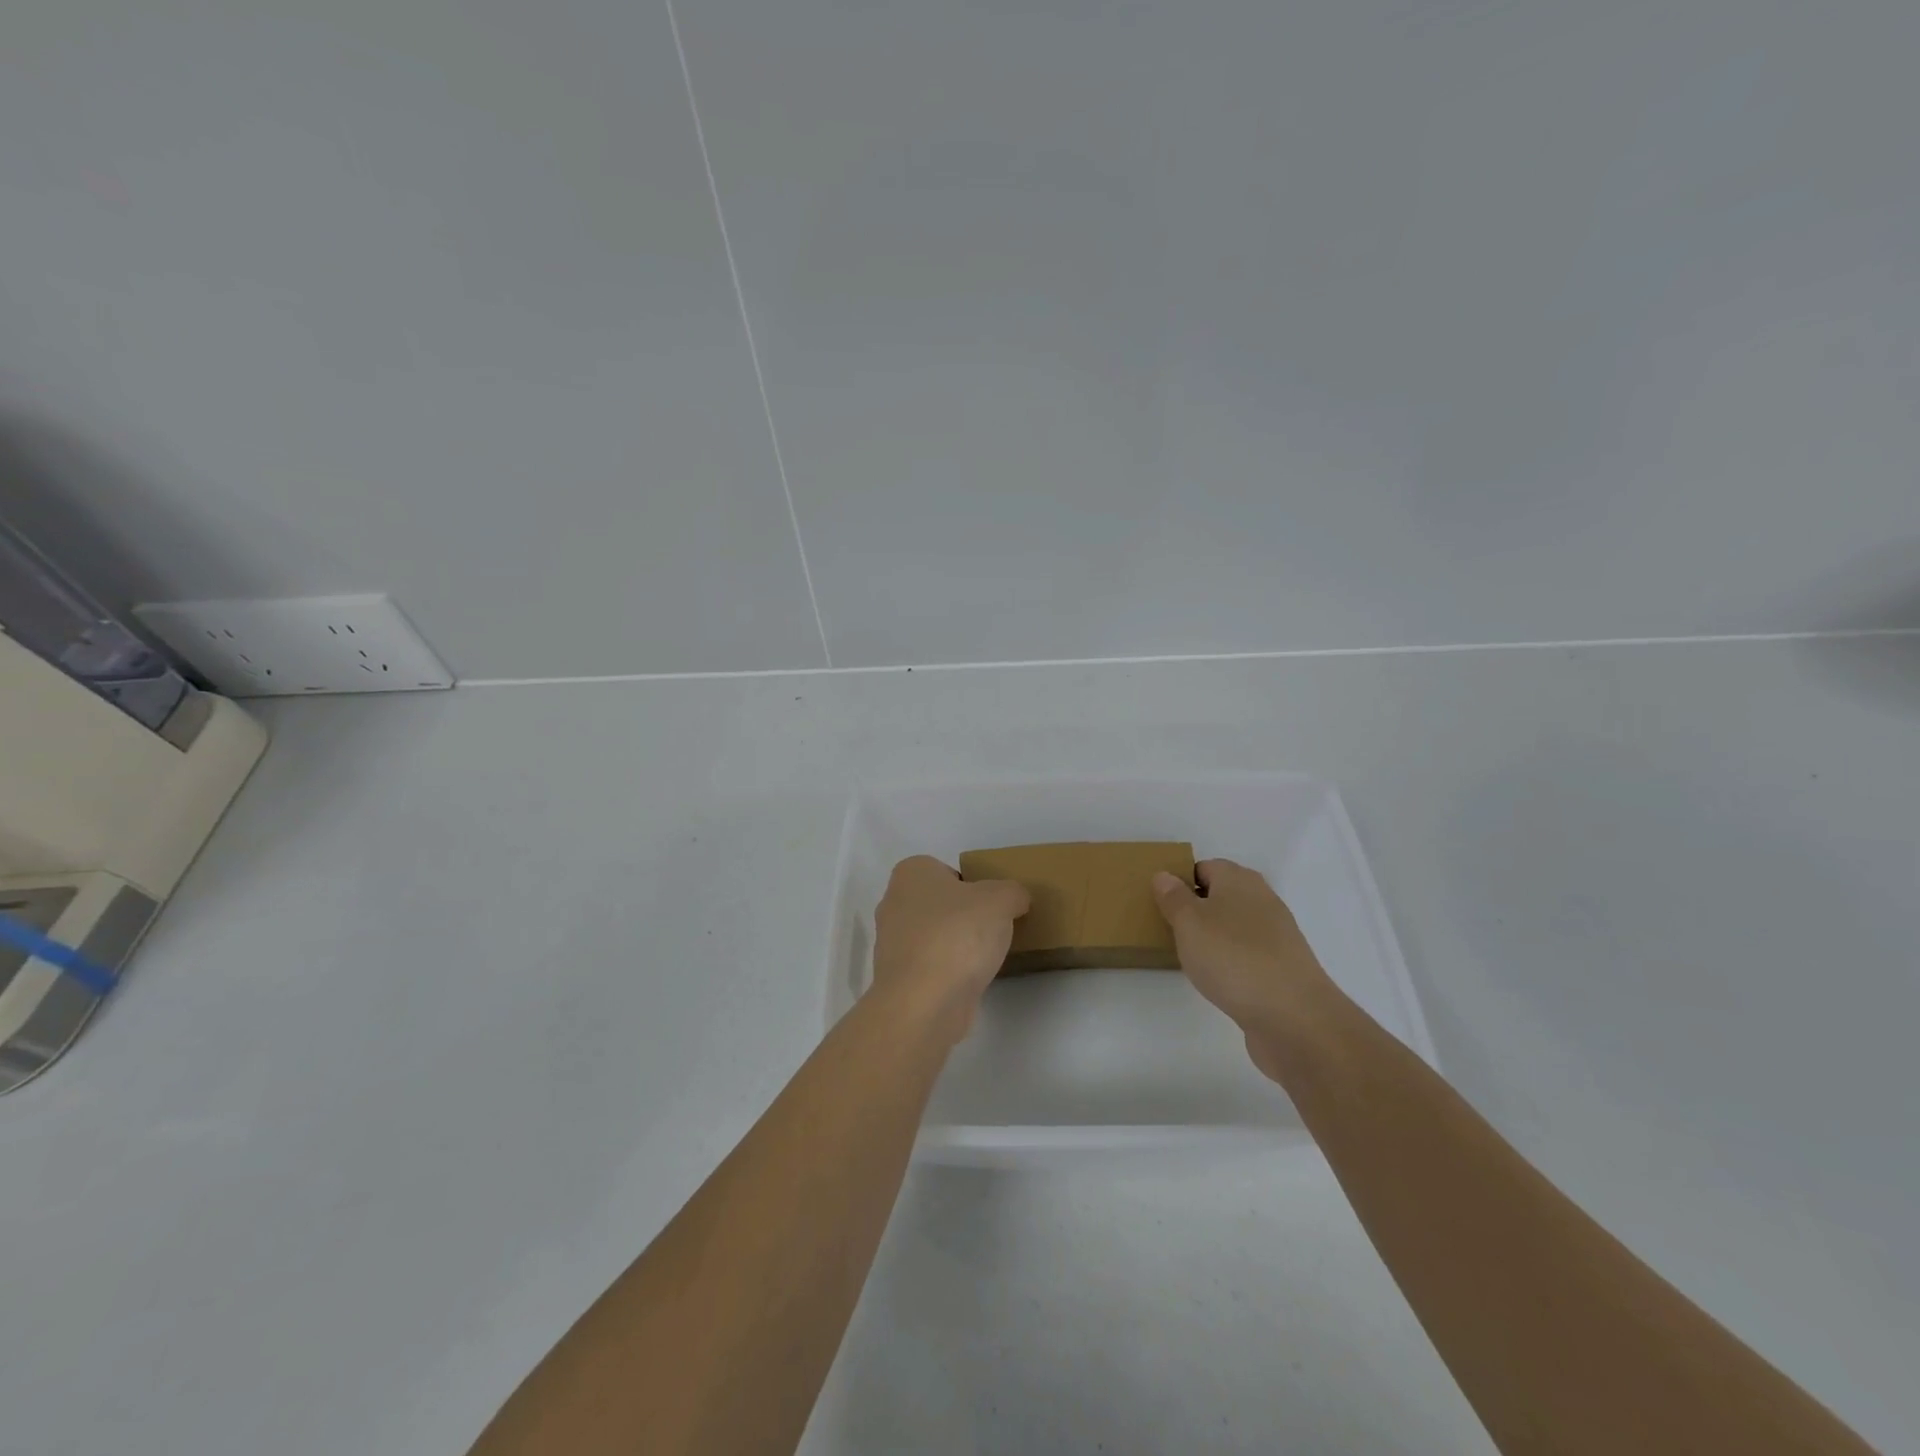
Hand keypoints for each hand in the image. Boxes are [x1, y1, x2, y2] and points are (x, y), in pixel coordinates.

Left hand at [872, 856, 1029, 1042]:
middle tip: (992, 930)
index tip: (992, 906)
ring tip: (984, 958)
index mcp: (911, 873)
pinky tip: (968, 981)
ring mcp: (891, 944)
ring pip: (934, 936)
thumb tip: (1015, 900)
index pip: (947, 871)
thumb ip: (1012, 892)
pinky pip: (930, 966)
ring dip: (956, 946)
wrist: (924, 1002)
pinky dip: (948, 972)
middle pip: (940, 905)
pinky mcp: (898, 978)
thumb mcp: (1001, 899)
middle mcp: (893, 903)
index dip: (973, 886)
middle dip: (963, 916)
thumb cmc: (958, 935)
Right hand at [1152, 858, 1341, 1081]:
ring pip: (1234, 926)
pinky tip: (1217, 979)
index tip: (1160, 903)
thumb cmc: (1232, 958)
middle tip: (1169, 929)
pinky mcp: (1282, 968)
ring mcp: (1276, 936)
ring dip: (1213, 937)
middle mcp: (1262, 900)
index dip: (1181, 881)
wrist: (1294, 1017)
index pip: (1205, 867)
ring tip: (1188, 956)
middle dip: (1196, 910)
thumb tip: (1165, 875)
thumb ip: (1174, 897)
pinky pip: (1247, 954)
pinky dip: (1230, 962)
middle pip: (1222, 896)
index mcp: (1239, 880)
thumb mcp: (1189, 922)